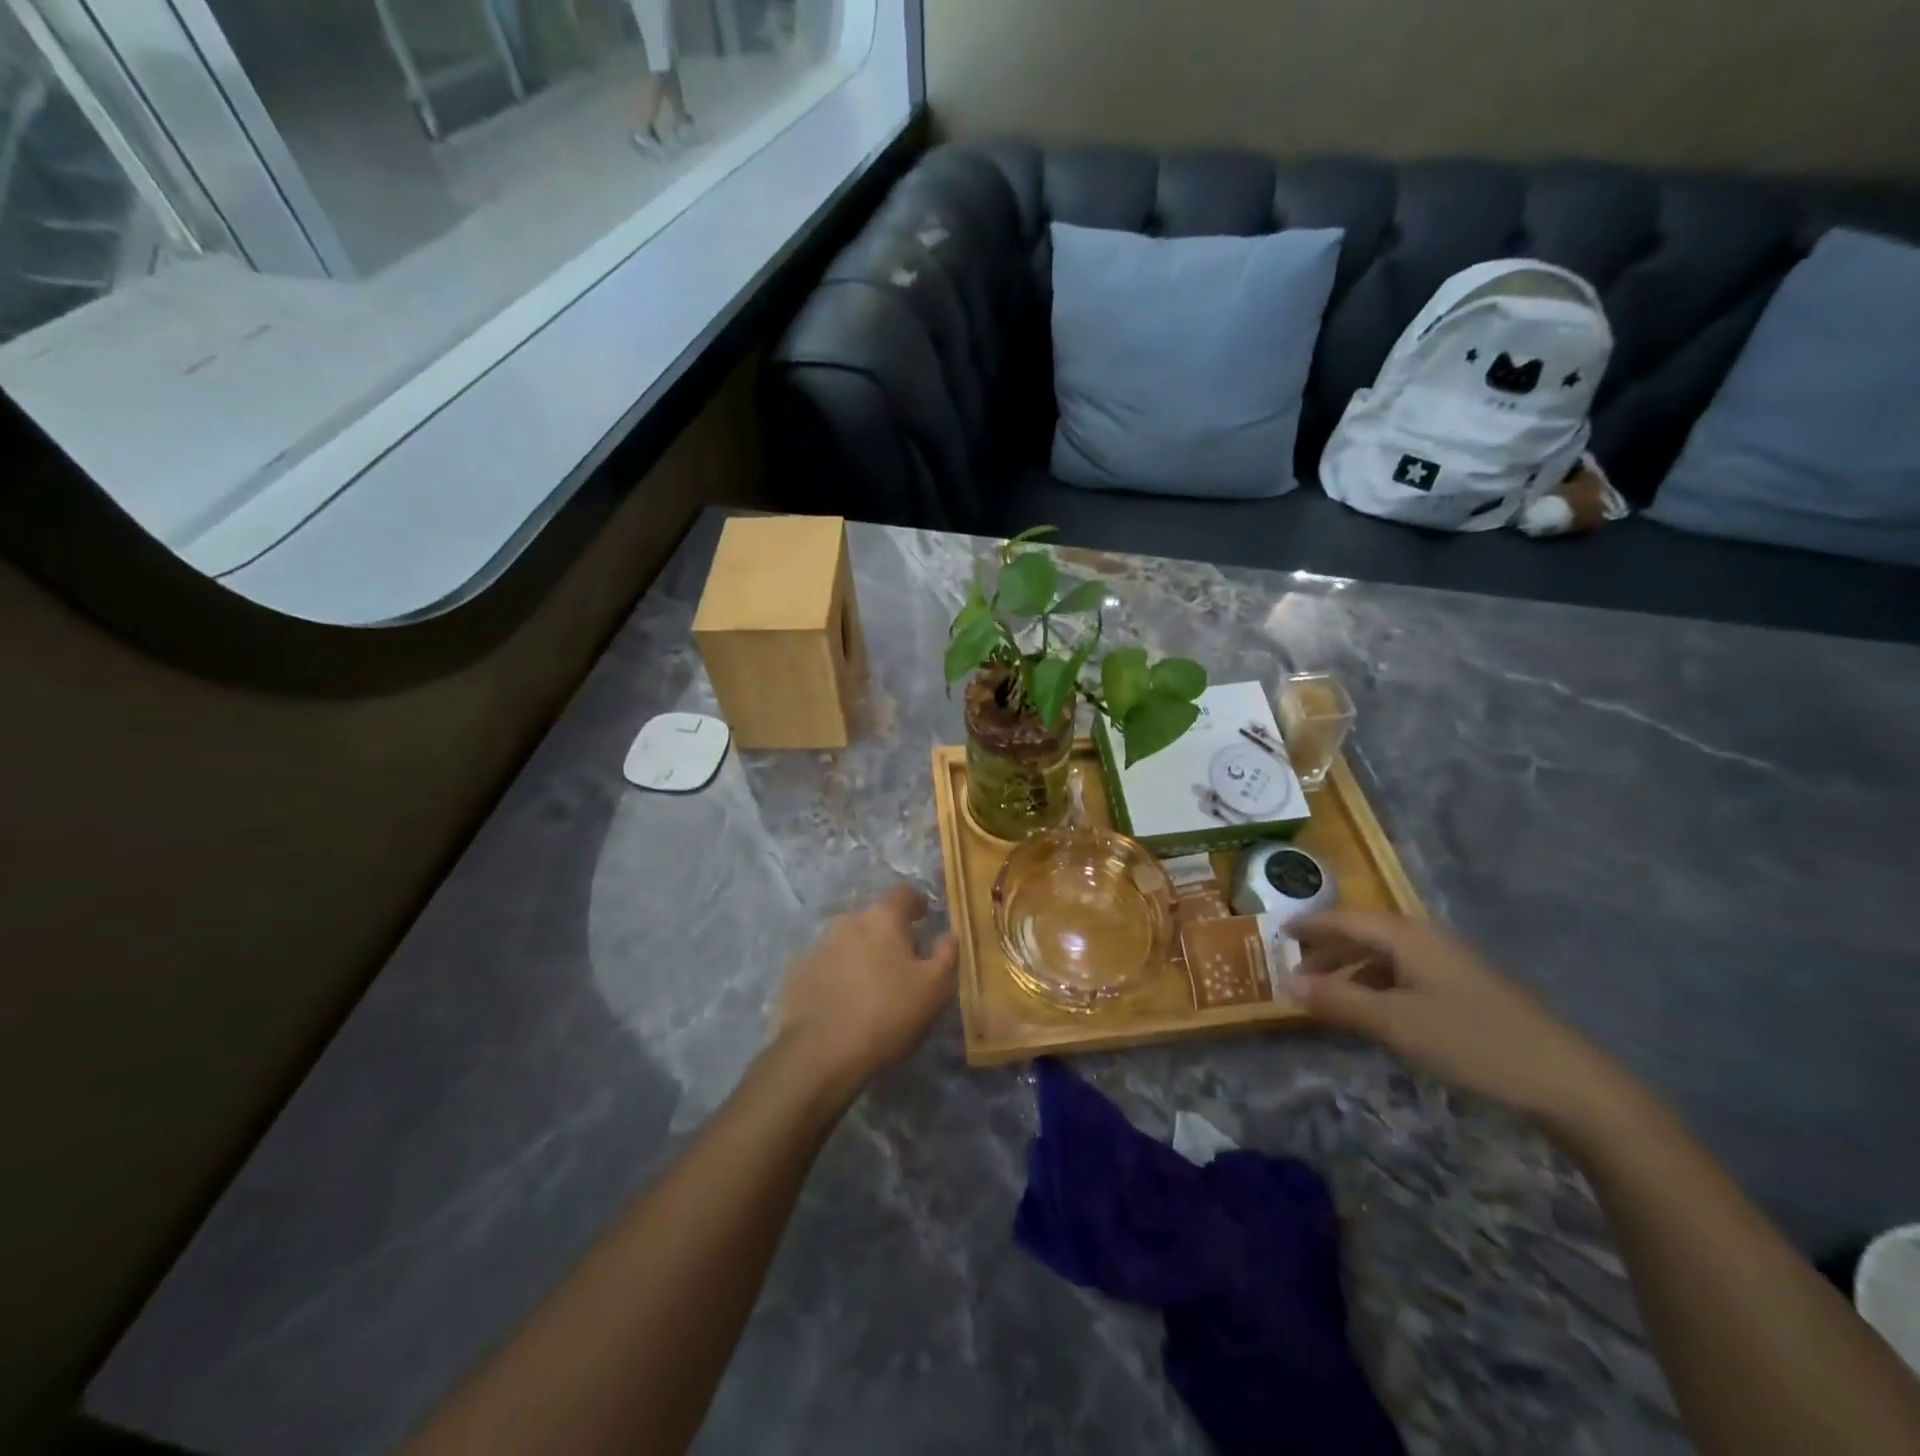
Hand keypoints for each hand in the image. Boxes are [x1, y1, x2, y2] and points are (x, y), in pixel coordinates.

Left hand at [771, 886, 958, 1094]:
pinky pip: (824, 965)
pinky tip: (840, 1001)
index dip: (916, 904)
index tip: (924, 920)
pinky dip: (835, 975)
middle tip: (899, 963)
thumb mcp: (935, 989)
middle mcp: (847, 921)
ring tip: (868, 986)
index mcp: (883, 918)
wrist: (821, 1053)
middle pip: (873, 919)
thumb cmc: (888, 1014)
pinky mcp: (796, 972)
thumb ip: (947, 954)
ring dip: (859, 954)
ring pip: (846, 941)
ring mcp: (817, 945)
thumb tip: (950, 934)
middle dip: (886, 934)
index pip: (903, 893)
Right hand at [1292, 911, 1627, 1127]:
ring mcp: (1451, 963)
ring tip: (1329, 994)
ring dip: (1353, 970)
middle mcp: (1427, 939)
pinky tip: (1376, 1011)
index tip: (1278, 931)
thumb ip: (1337, 1000)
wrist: (1568, 1082)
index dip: (1310, 926)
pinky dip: (1379, 984)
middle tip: (1296, 970)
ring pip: (1387, 955)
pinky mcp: (1468, 988)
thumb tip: (1285, 981)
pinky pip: (1407, 973)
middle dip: (1328, 950)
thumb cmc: (1471, 1042)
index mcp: (1407, 936)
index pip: (1344, 920)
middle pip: (1365, 934)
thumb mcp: (1394, 1023)